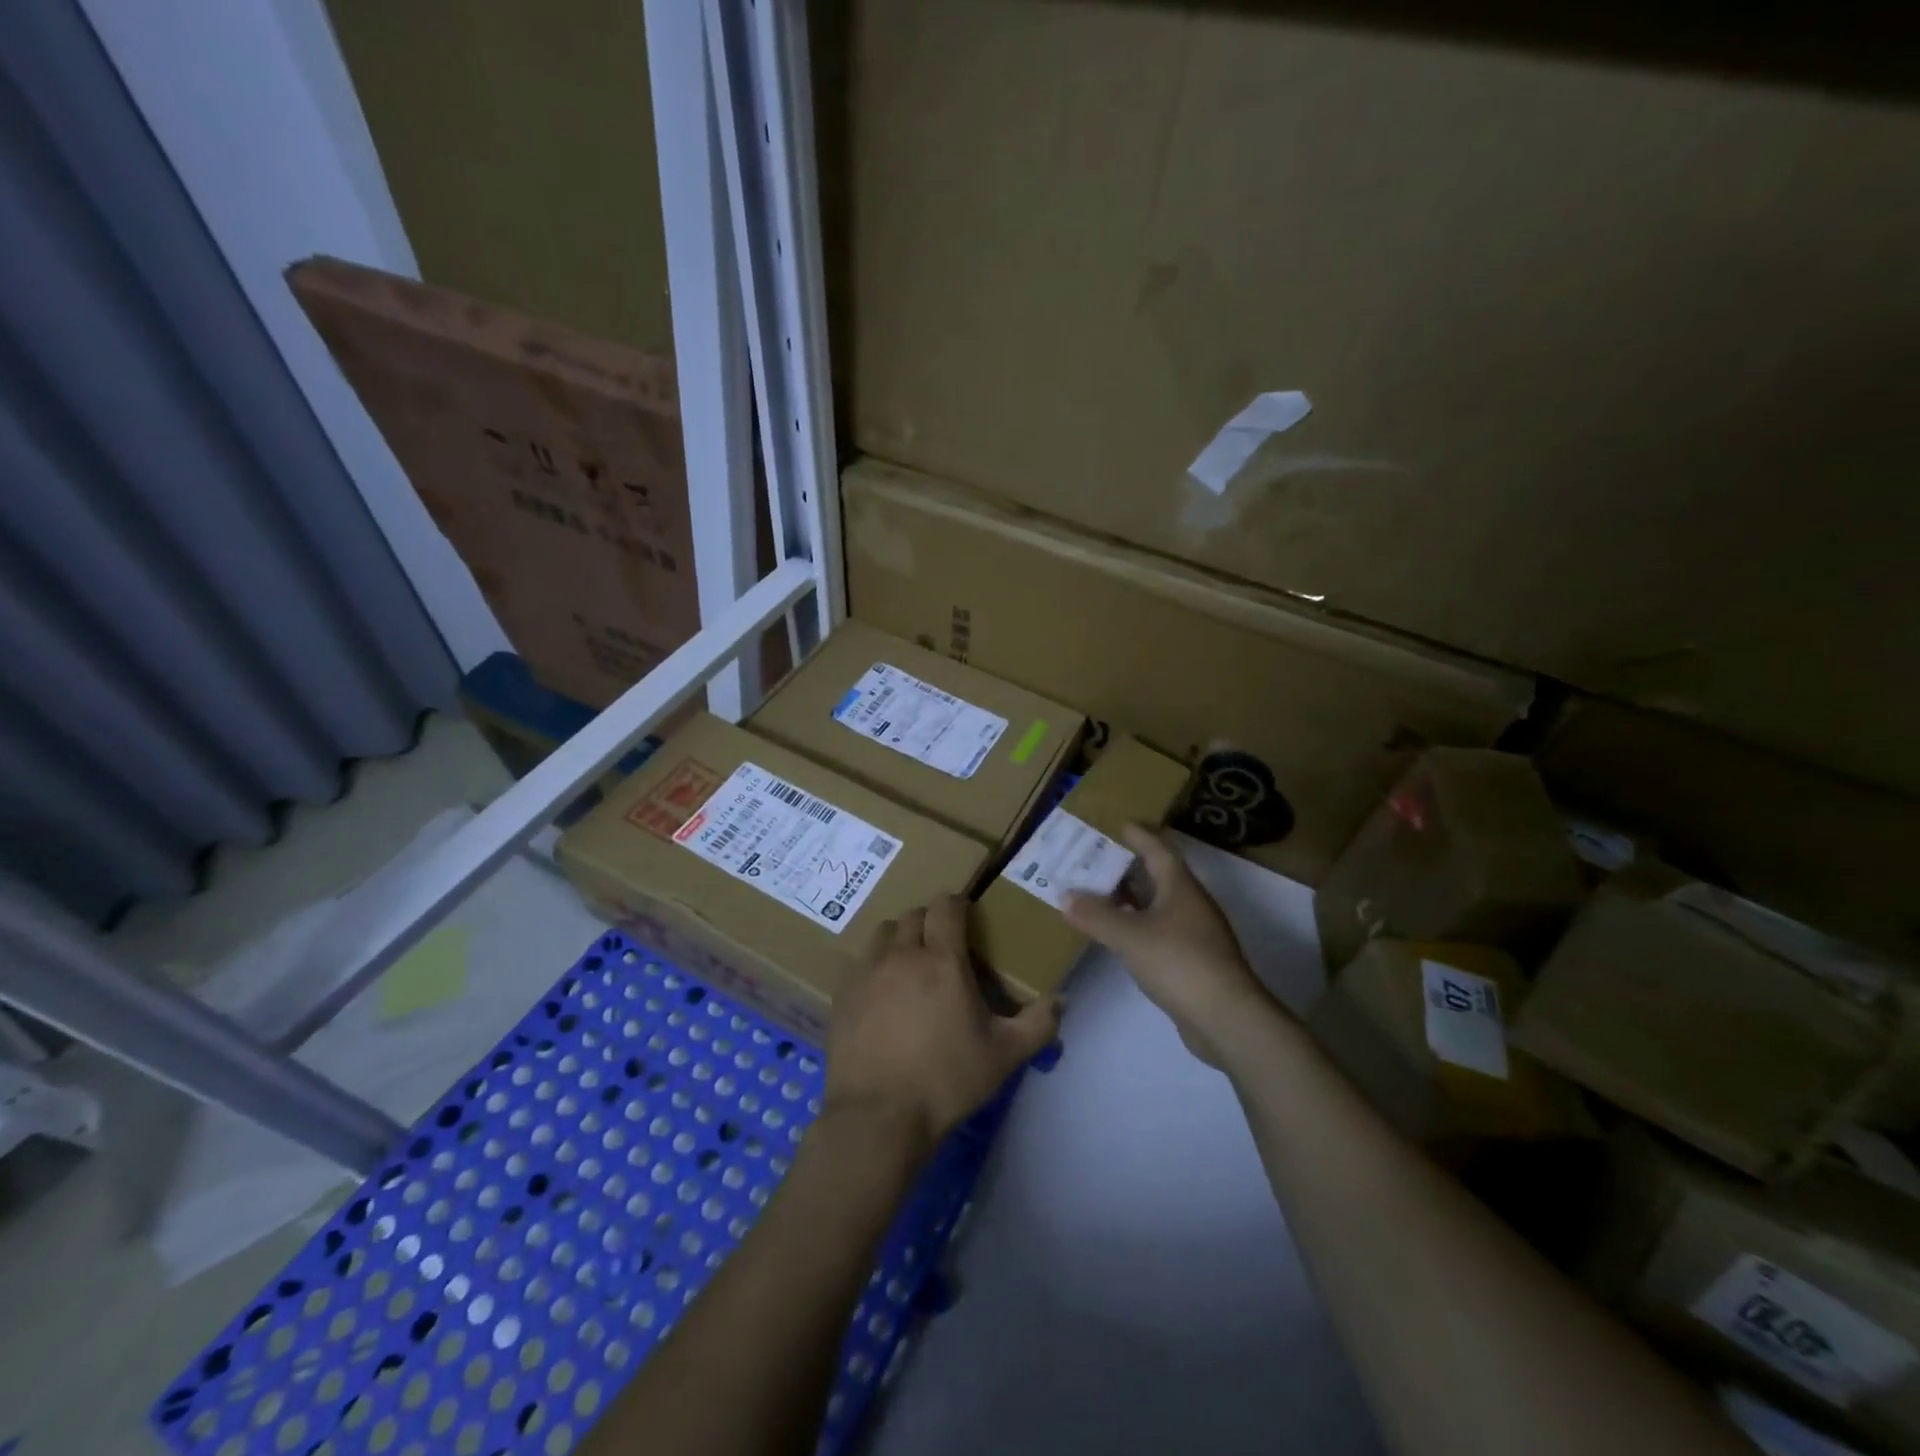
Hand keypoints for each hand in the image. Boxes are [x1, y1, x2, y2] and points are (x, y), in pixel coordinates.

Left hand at [825, 895, 1061, 1158]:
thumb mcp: (1004, 1056)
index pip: (946, 905)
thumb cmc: (946, 1080)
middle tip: (942, 944)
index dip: (957, 903)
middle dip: (929, 921)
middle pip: (912, 915)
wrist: (878, 1117)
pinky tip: (882, 994)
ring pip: (882, 934)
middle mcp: (901, 955)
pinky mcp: (842, 995)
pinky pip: (859, 963)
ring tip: (910, 963)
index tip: (967, 916)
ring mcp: (866, 973)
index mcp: (941, 959)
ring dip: (899, 938)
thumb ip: (1038, 1024)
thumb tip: (1062, 999)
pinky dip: (874, 966)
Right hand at [1064, 825, 1271, 1066]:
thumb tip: (1065, 895)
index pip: (1158, 848)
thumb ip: (1095, 915)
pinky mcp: (1192, 961)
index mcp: (1180, 886)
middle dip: (1127, 866)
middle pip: (1157, 875)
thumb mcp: (1129, 936)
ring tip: (1097, 893)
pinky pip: (1159, 931)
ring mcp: (1194, 933)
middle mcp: (1190, 903)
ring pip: (1157, 905)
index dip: (1139, 834)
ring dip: (1130, 898)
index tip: (1119, 823)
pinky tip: (1117, 934)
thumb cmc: (1178, 962)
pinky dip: (1137, 926)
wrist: (1226, 1018)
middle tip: (1094, 859)